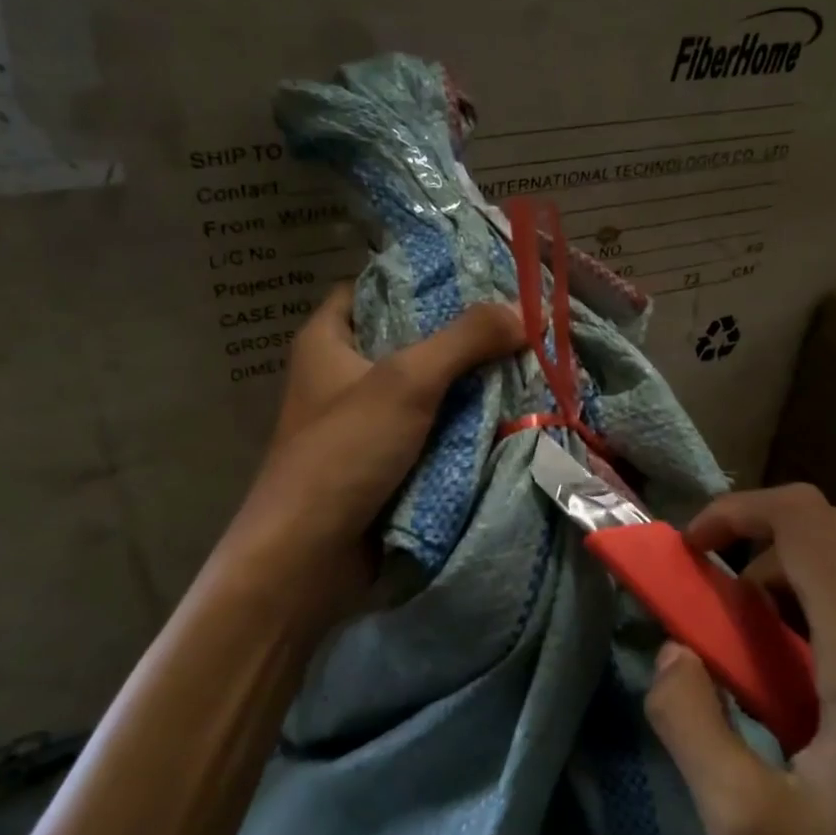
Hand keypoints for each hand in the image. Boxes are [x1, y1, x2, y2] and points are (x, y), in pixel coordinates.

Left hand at [228, 283, 524, 585]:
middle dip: (461, 337)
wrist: (308, 557)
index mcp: (328, 340)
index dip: (422, 279)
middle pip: (409, 340)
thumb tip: (524, 310)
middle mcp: (342, 375)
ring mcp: (364, 423)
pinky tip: (507, 416)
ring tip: (527, 366)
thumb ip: (465, 340)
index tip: (478, 278)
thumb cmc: (344, 453)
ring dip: (468, 387)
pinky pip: (430, 432)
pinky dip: (461, 427)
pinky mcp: (383, 463)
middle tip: (518, 325)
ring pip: (425, 391)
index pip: (374, 287)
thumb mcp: (406, 382)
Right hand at [645, 485, 835, 834]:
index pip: (805, 520)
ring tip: (775, 657)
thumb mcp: (748, 828)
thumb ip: (688, 721)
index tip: (694, 549)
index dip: (736, 511)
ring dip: (805, 579)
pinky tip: (835, 683)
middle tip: (727, 615)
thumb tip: (675, 651)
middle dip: (763, 549)